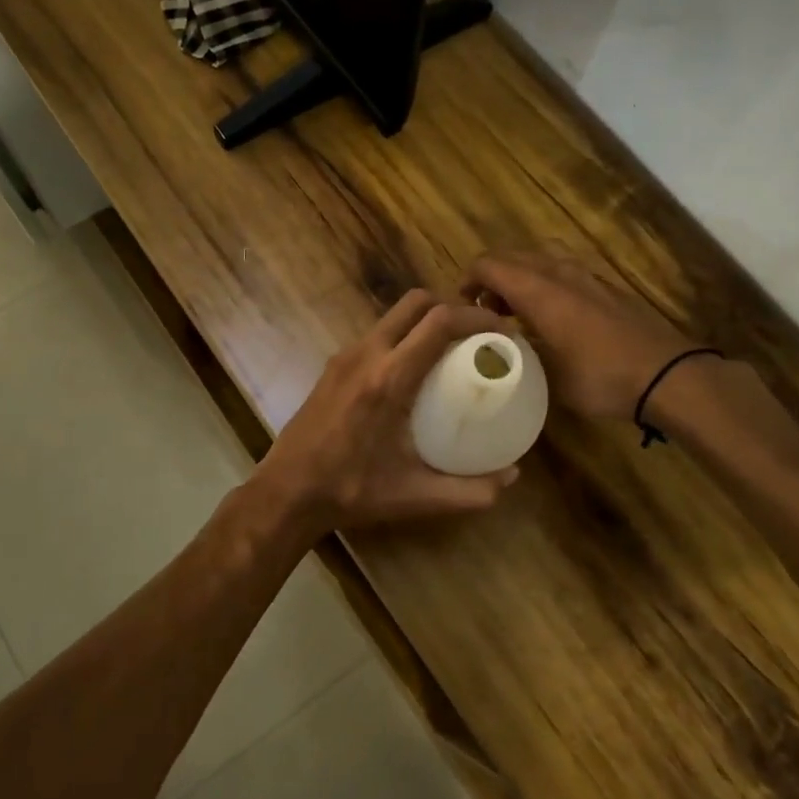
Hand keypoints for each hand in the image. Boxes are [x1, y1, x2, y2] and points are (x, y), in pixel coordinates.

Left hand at [248, 289, 521, 536]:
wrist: (287, 491)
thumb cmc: (351, 491)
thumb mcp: (416, 496)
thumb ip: (470, 491)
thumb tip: (512, 477)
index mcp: (389, 378)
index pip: (439, 322)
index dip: (477, 317)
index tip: (503, 330)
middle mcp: (366, 355)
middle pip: (416, 302)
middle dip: (452, 307)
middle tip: (477, 334)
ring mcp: (344, 357)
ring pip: (392, 316)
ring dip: (425, 320)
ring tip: (451, 349)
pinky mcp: (332, 367)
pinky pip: (376, 336)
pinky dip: (402, 337)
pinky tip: (413, 371)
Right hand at [461, 251, 696, 421]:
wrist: (666, 375)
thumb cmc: (600, 377)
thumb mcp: (547, 375)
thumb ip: (517, 353)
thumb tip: (499, 348)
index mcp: (538, 290)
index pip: (489, 264)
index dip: (467, 280)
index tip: (459, 307)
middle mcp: (559, 273)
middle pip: (512, 257)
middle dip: (490, 278)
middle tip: (483, 312)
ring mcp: (586, 277)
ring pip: (538, 261)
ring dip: (518, 279)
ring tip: (513, 313)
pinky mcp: (605, 288)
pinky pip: (561, 272)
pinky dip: (543, 284)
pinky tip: (549, 317)